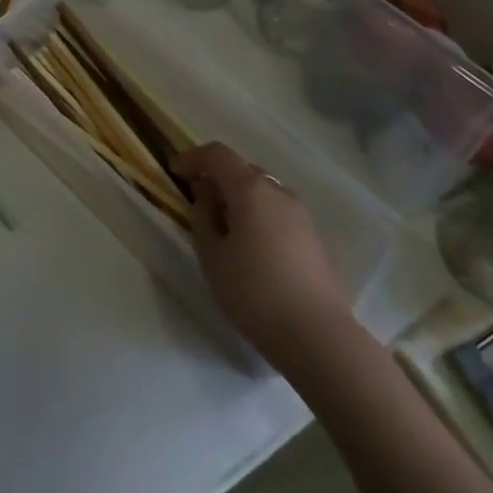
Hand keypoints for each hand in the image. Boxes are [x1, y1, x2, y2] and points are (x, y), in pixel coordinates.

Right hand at [174, 142, 349, 366]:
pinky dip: (257, 214)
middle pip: (241, 170)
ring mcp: (300, 213)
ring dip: (238, 198)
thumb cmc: (255, 293)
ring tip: (222, 228)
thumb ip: (203, 217)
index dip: (193, 158)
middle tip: (197, 202)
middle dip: (216, 178)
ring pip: (261, 191)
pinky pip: (276, 211)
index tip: (174, 172)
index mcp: (251, 189)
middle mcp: (278, 191)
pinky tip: (250, 246)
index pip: (217, 154)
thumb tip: (207, 196)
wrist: (318, 337)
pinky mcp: (313, 237)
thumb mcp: (212, 256)